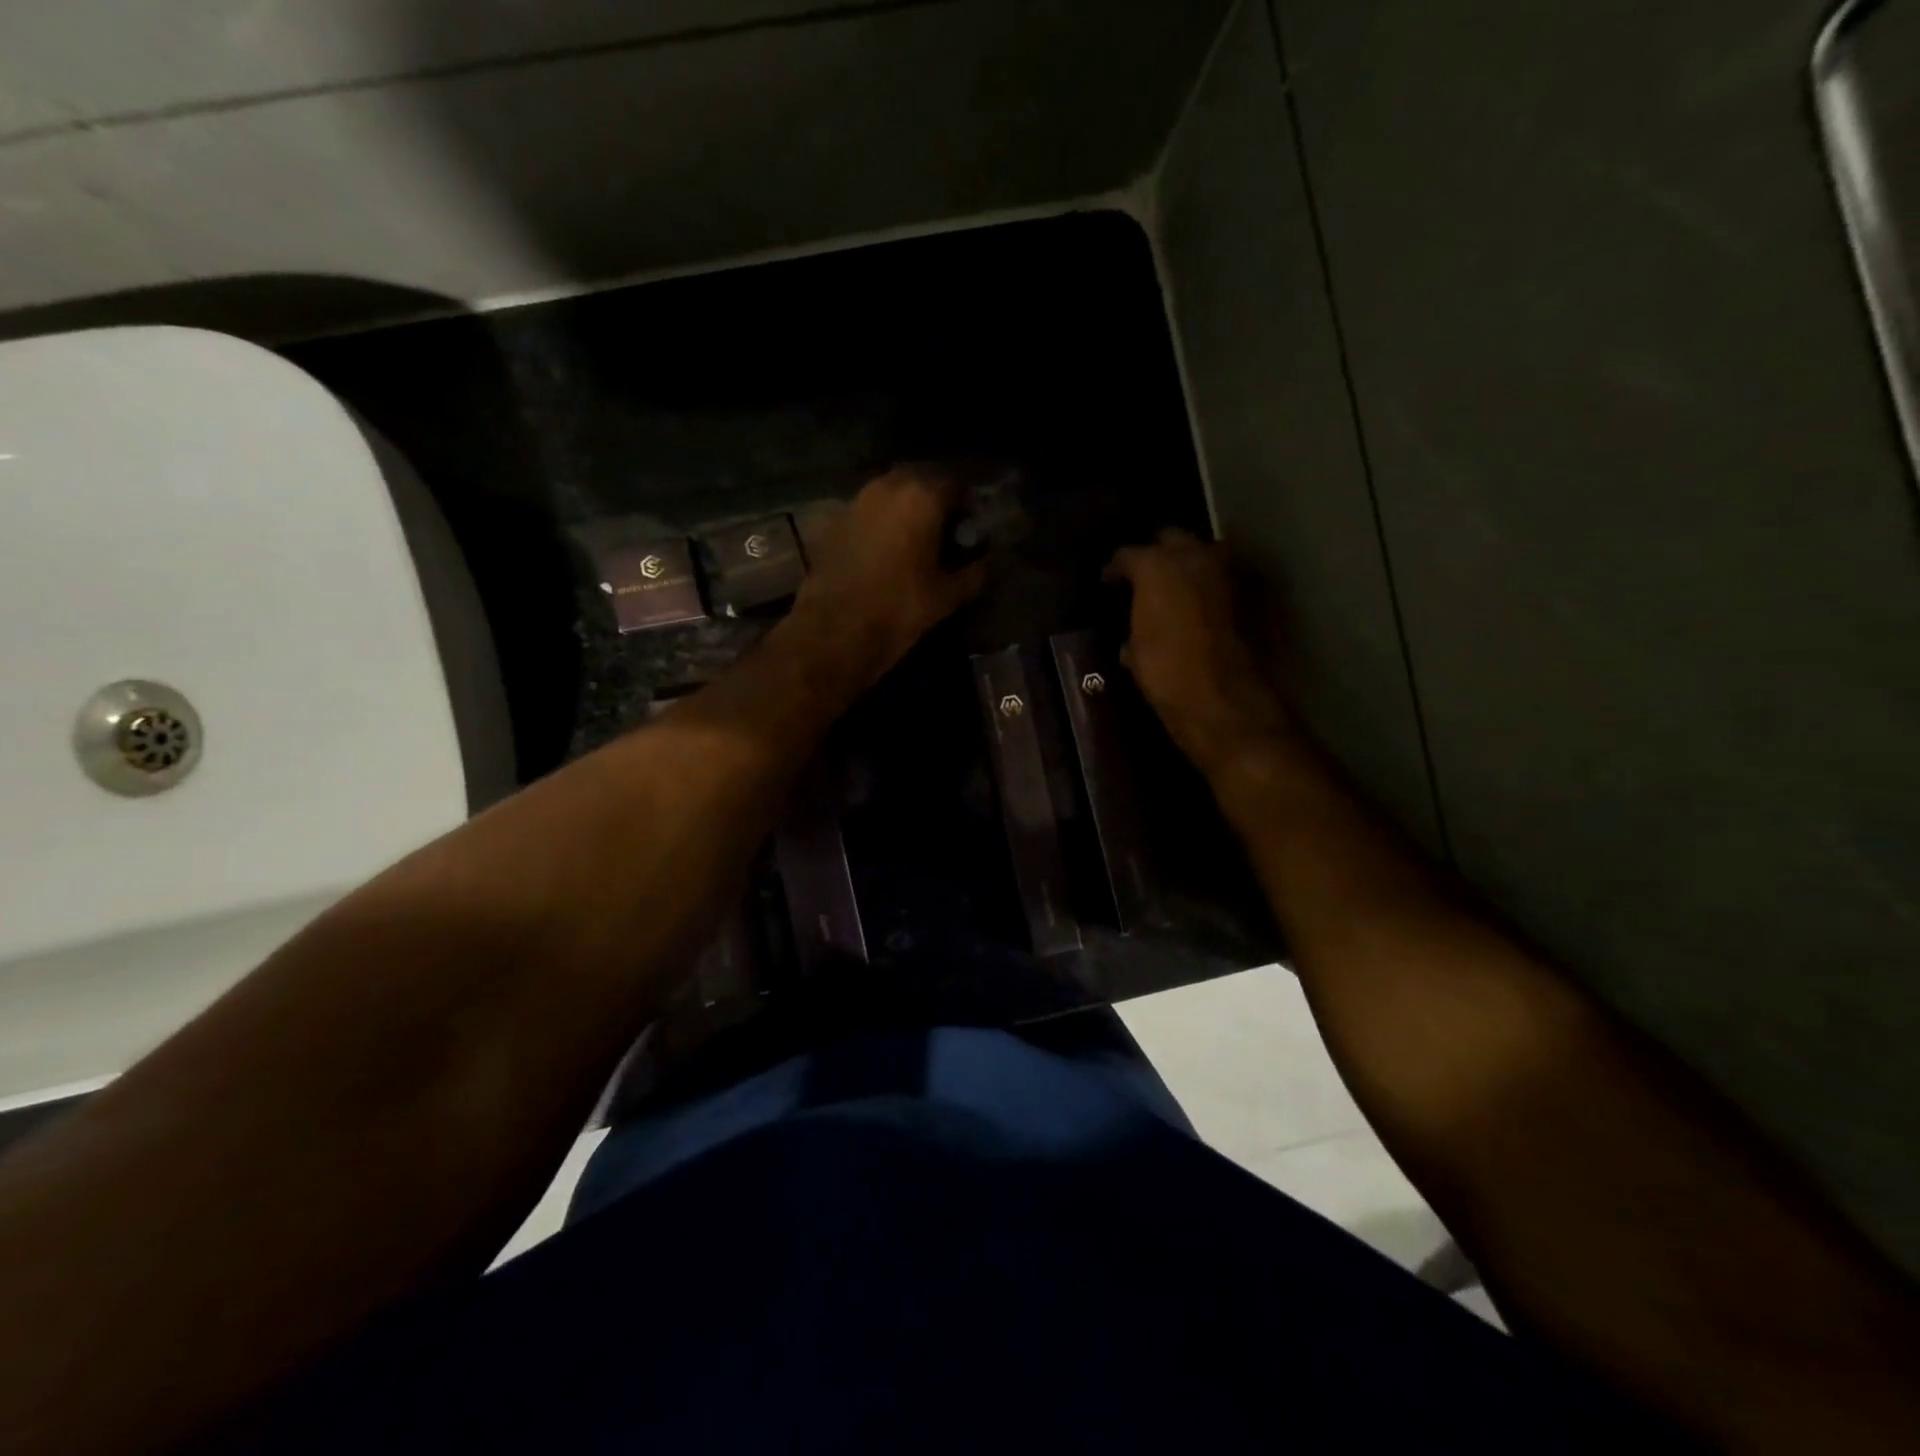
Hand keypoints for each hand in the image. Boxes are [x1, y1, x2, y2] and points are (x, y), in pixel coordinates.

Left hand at [792, 467, 988, 686]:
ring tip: (917, 539)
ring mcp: (857, 501)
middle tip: (946, 530)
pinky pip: (868, 511)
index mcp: (922, 497)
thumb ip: (973, 573)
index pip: (957, 484)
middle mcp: (888, 486)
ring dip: (906, 508)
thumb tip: (986, 561)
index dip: (969, 504)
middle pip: (921, 480)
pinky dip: (882, 522)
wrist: (835, 630)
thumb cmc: (899, 609)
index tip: (973, 526)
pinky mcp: (834, 521)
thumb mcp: (947, 596)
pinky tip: (887, 548)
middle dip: (936, 500)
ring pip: (891, 493)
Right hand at [1105, 529, 1291, 775]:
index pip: (1132, 554)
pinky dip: (1202, 588)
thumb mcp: (1134, 651)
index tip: (1108, 581)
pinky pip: (1215, 582)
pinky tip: (1188, 609)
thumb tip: (1130, 635)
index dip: (1117, 566)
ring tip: (1165, 589)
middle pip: (1173, 540)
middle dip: (1156, 551)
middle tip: (1140, 574)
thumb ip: (1134, 624)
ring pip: (1200, 555)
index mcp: (1159, 567)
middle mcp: (1195, 562)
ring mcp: (1224, 579)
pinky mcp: (1243, 600)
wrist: (1218, 698)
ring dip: (1184, 565)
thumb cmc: (1164, 671)